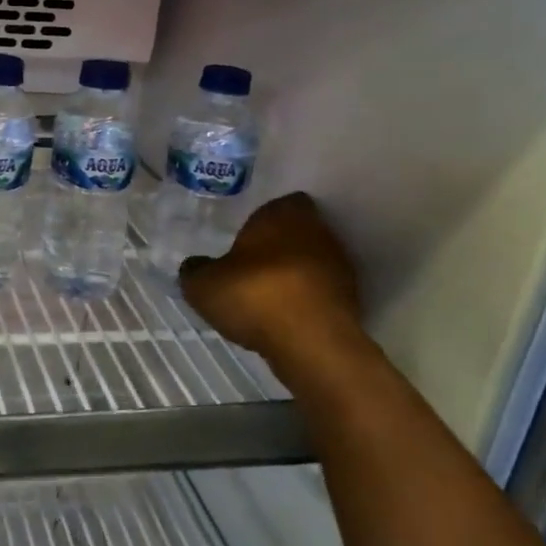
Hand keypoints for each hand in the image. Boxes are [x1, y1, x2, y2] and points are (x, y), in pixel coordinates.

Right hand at [178, 192, 366, 381]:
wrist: (312, 343)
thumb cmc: (254, 295)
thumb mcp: (203, 285)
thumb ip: (195, 270)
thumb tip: (194, 266)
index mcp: (283, 214)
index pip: (279, 203)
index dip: (262, 219)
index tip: (244, 237)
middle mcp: (317, 231)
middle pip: (297, 231)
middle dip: (277, 246)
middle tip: (249, 265)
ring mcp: (339, 265)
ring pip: (311, 261)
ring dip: (293, 274)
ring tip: (265, 295)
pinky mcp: (351, 299)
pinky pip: (320, 291)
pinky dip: (305, 300)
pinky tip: (283, 317)